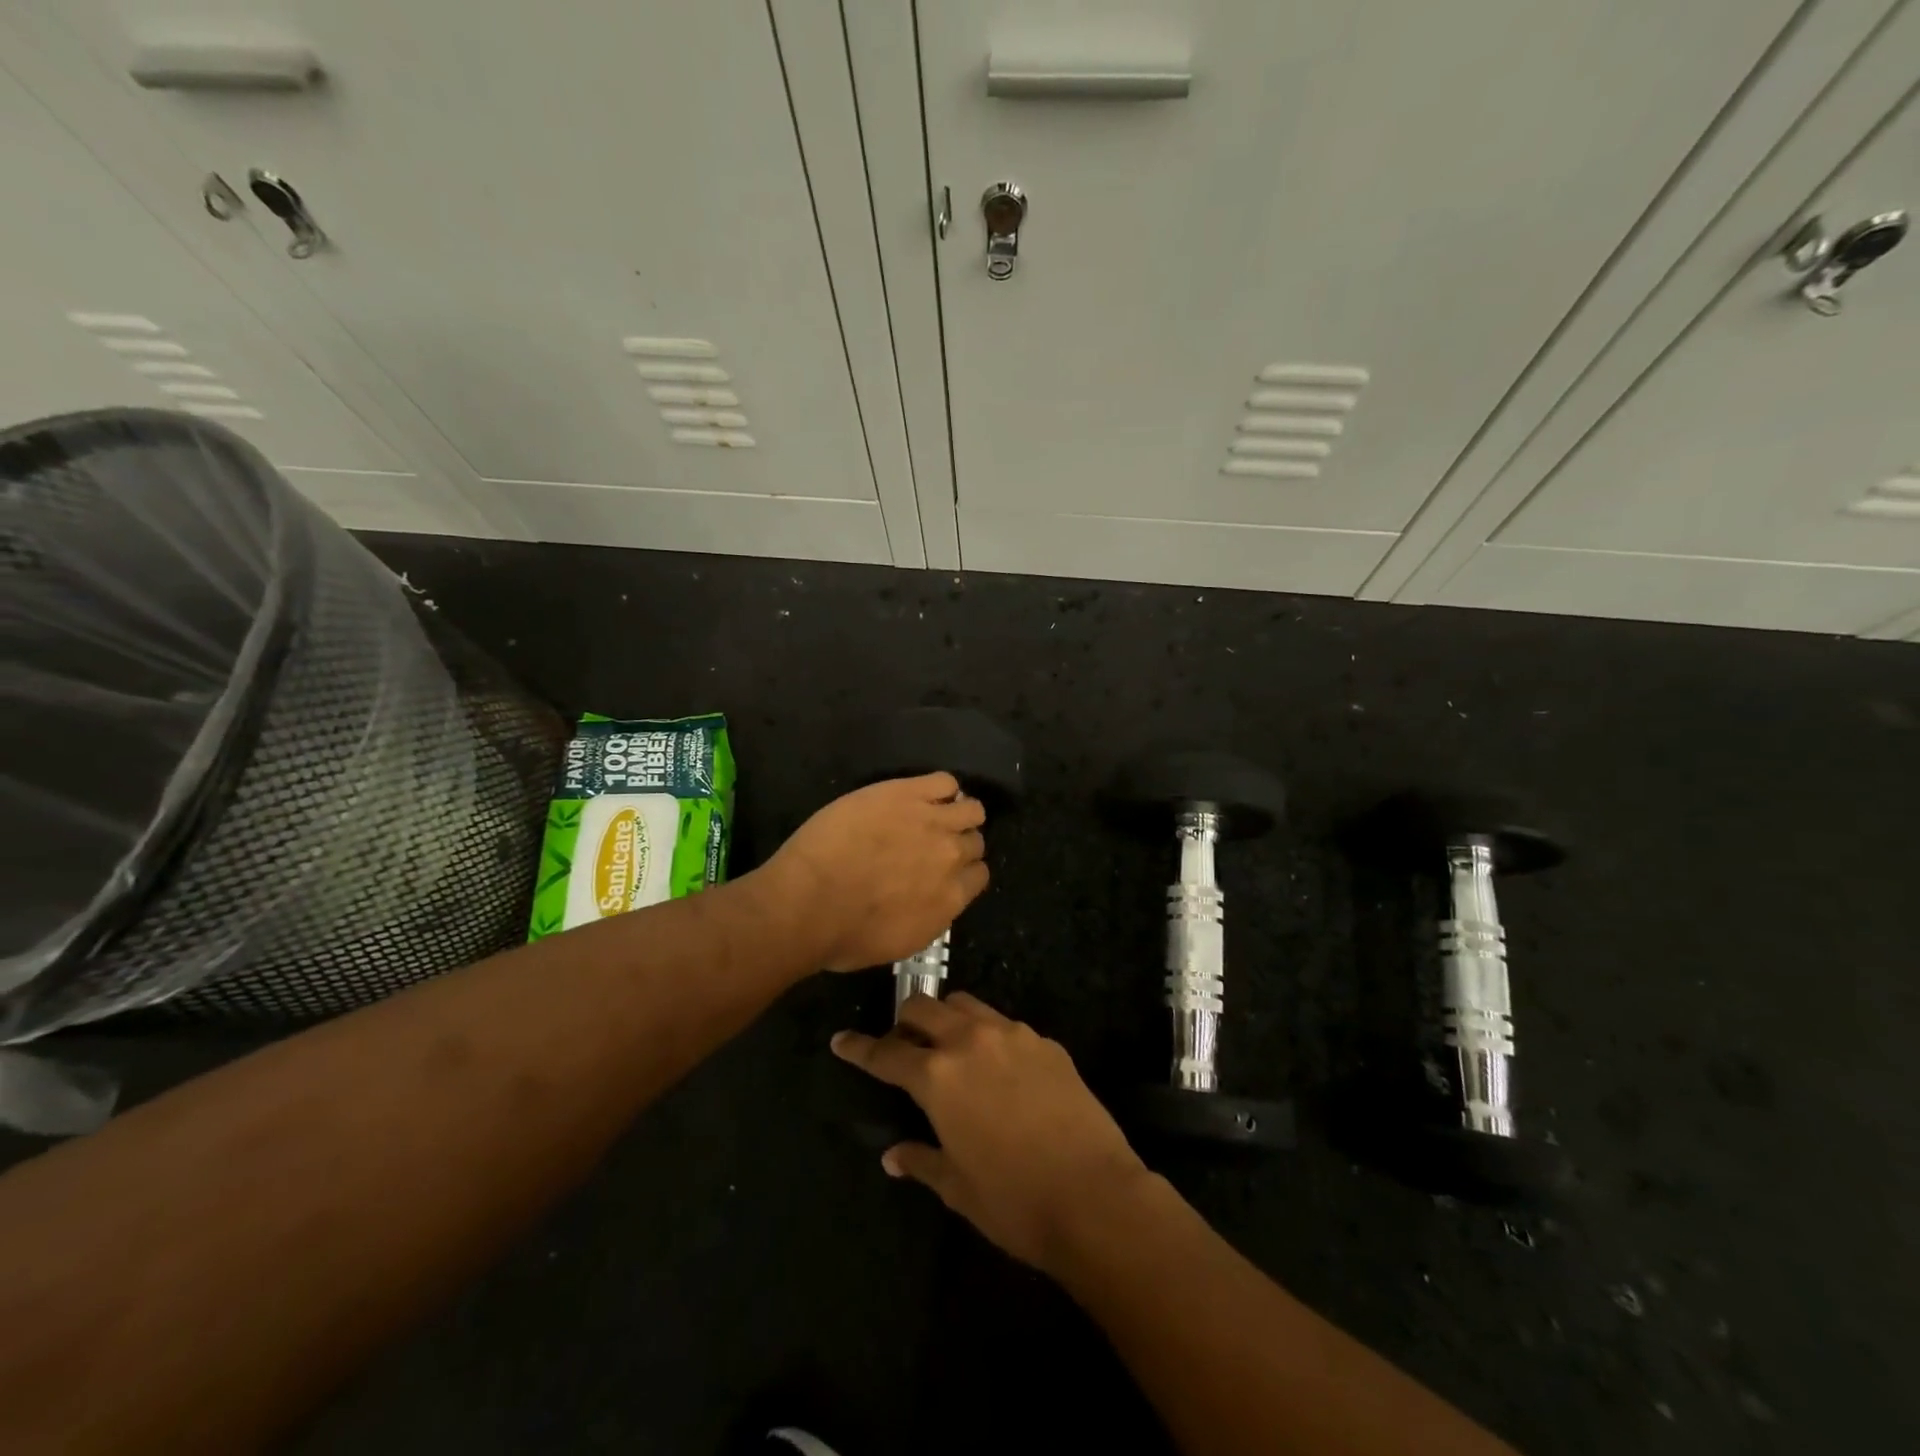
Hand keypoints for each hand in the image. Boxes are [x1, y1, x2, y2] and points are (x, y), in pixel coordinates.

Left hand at [755, 773, 987, 971]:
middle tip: (930, 844)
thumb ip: (926, 917)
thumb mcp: (898, 943)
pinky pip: (944, 782)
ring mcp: (932, 822)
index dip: (962, 871)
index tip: (944, 871)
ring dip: (958, 813)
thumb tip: (928, 901)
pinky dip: (940, 788)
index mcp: (950, 899)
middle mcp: (951, 858)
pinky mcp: (907, 794)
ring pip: (970, 809)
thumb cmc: (843, 936)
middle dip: (959, 843)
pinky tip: (918, 795)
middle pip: (974, 842)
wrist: (809, 901)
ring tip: (932, 814)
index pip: (978, 875)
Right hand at [831, 993, 1152, 1272]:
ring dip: (946, 1018)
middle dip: (904, 1020)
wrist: (1095, 1196)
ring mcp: (1012, 1034)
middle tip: (903, 1045)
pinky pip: (1004, 1025)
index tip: (841, 1040)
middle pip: (924, 1006)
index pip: (886, 1052)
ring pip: (965, 1005)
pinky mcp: (1045, 1041)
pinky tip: (998, 1068)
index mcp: (938, 1075)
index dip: (859, 1047)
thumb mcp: (957, 1187)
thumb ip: (921, 1160)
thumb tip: (893, 1156)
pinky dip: (988, 1036)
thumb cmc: (1014, 1201)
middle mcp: (970, 1041)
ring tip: (948, 1046)